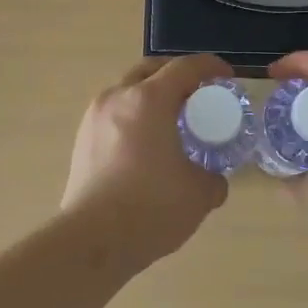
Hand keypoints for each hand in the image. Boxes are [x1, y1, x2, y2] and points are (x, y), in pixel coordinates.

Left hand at [60, 54, 233, 268]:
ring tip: (171, 122)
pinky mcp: (81, 141)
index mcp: (149, 100)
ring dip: (151, 96)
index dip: (210, 67)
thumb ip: (213, 179)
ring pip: (127, 91)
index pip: (184, 68)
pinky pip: (113, 115)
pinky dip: (134, 117)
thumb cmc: (151, 208)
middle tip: (197, 96)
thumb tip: (213, 180)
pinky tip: (146, 146)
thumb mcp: (199, 194)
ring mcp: (93, 118)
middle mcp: (117, 98)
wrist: (93, 240)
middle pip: (150, 70)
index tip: (226, 76)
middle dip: (176, 75)